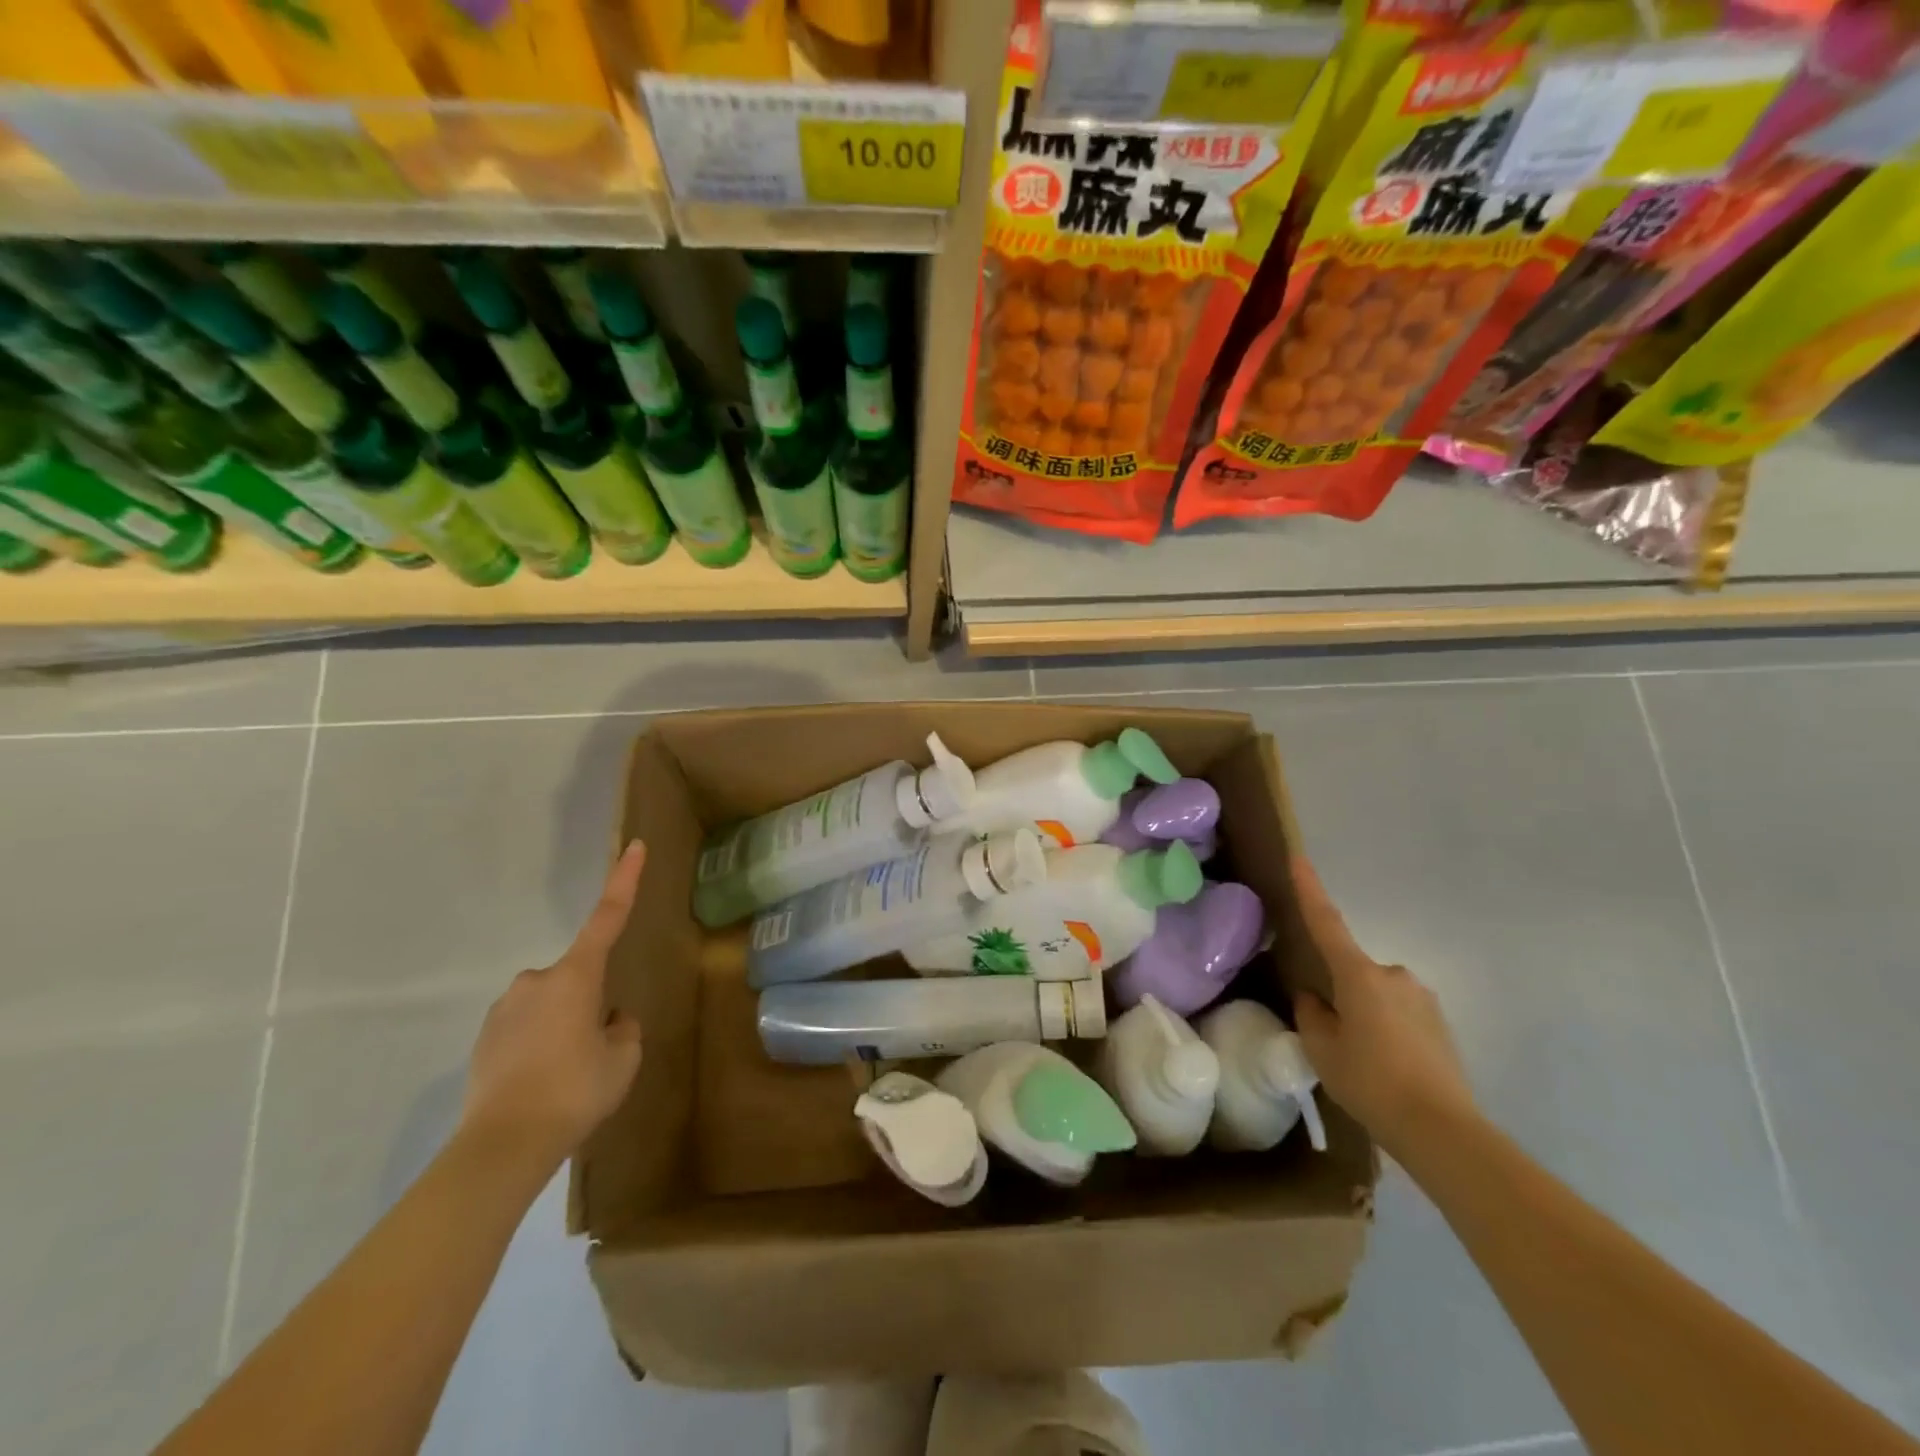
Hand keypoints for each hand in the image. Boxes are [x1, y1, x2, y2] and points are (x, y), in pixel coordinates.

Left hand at [459, 842, 646, 1173]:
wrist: (502, 1145)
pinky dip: (538, 1047)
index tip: (633, 846)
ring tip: (566, 1076)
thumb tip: (609, 1020)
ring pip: (551, 1006)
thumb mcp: (623, 1058)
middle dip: (590, 1003)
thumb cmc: (575, 1090)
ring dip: (564, 1027)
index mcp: (576, 976)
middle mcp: (536, 981)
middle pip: (578, 978)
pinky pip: (525, 1029)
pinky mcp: (484, 1038)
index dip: (625, 880)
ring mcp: (505, 1009)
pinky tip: (539, 1085)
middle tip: (596, 1051)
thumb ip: (623, 1030)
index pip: (607, 917)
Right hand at [1290, 856, 1477, 1157]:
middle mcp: (1393, 976)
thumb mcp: (1322, 1050)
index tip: (1299, 857)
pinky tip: (1388, 1068)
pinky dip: (1387, 1030)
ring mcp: (1422, 998)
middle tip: (1333, 1036)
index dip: (1309, 889)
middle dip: (1340, 994)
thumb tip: (1316, 999)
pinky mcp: (1440, 1023)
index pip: (1326, 922)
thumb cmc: (1371, 1082)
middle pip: (1352, 972)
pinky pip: (1400, 1014)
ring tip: (1363, 1061)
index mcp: (1359, 975)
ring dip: (1365, 1014)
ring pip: (1377, 995)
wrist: (1442, 1130)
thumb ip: (1312, 1015)